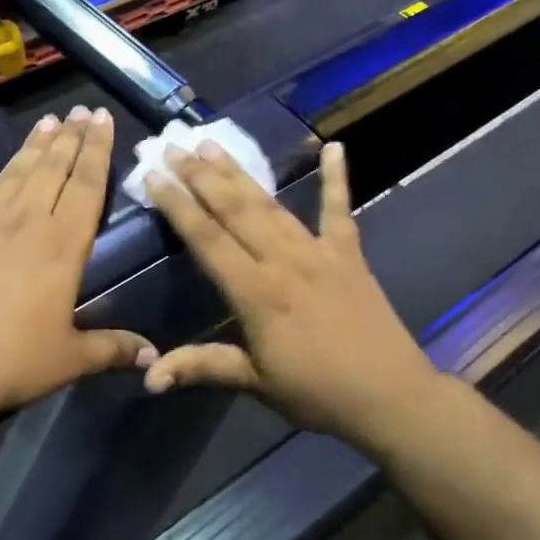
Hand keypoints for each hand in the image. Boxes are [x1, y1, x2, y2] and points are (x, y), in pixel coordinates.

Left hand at [0, 106, 155, 435]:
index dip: (98, 150)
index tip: (104, 119)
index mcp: (62, 246)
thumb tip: (155, 359)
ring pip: (13, 171)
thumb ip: (112, 349)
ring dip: (32, 144)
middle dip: (71, 137)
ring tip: (48, 120)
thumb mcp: (68, 359)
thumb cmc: (7, 363)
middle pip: (53, 169)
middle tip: (81, 110)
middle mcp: (25, 221)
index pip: (88, 186)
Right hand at [142, 139, 447, 440]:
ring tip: (213, 144)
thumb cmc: (317, 393)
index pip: (207, 238)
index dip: (177, 204)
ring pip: (271, 204)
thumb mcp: (256, 383)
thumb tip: (148, 377)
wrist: (390, 396)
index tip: (154, 175)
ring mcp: (318, 251)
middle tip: (173, 146)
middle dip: (200, 175)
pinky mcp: (349, 253)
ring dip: (240, 172)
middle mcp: (283, 260)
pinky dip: (337, 178)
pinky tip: (334, 147)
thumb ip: (203, 366)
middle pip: (234, 209)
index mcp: (256, 292)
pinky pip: (339, 209)